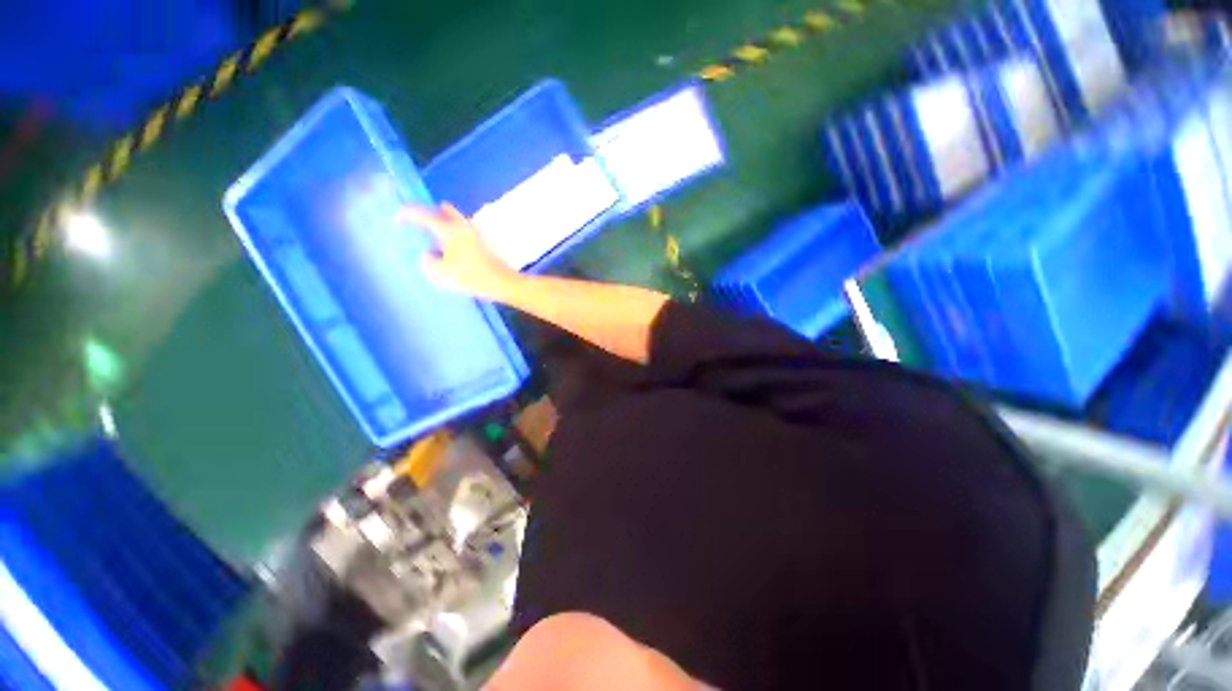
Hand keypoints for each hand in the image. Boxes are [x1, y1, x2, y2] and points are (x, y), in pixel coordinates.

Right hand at [399, 203, 520, 299]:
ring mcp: (474, 234)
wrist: (502, 283)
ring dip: (442, 224)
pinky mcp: (482, 244)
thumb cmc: (472, 277)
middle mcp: (462, 227)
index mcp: (449, 230)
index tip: (397, 219)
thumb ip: (428, 262)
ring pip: (454, 221)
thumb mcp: (442, 273)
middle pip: (443, 211)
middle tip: (417, 223)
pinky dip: (452, 235)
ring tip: (431, 238)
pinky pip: (462, 232)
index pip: (423, 214)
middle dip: (429, 214)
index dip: (407, 214)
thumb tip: (429, 255)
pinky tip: (448, 250)